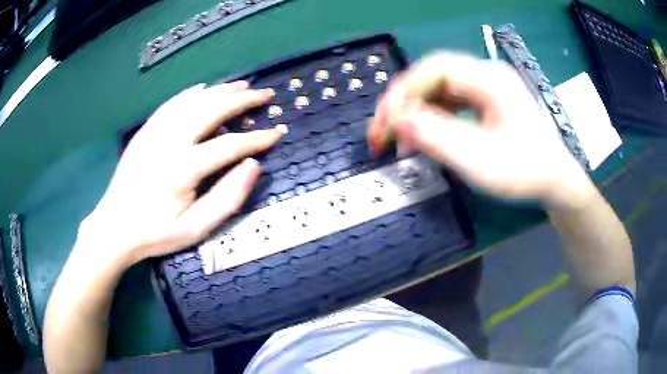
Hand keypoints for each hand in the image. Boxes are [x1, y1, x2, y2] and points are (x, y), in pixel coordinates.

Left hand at [79, 81, 282, 266]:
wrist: (115, 227)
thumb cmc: (156, 232)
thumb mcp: (195, 229)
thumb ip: (227, 199)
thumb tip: (253, 166)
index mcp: (182, 169)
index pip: (229, 145)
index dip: (257, 139)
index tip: (277, 132)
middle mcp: (168, 142)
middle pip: (211, 110)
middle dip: (241, 100)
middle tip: (264, 94)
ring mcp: (154, 133)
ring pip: (192, 101)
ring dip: (219, 90)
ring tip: (241, 85)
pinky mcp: (145, 131)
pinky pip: (171, 104)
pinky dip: (190, 93)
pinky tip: (203, 88)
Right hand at [368, 52, 593, 206]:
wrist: (556, 181)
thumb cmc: (526, 172)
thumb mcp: (481, 160)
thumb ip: (438, 137)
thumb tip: (397, 118)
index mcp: (489, 79)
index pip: (434, 70)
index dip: (403, 92)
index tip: (384, 122)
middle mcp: (486, 75)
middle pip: (433, 76)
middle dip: (404, 102)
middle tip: (383, 131)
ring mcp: (486, 87)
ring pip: (438, 89)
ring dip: (416, 111)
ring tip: (401, 140)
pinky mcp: (486, 101)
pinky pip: (450, 102)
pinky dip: (431, 118)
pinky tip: (424, 137)